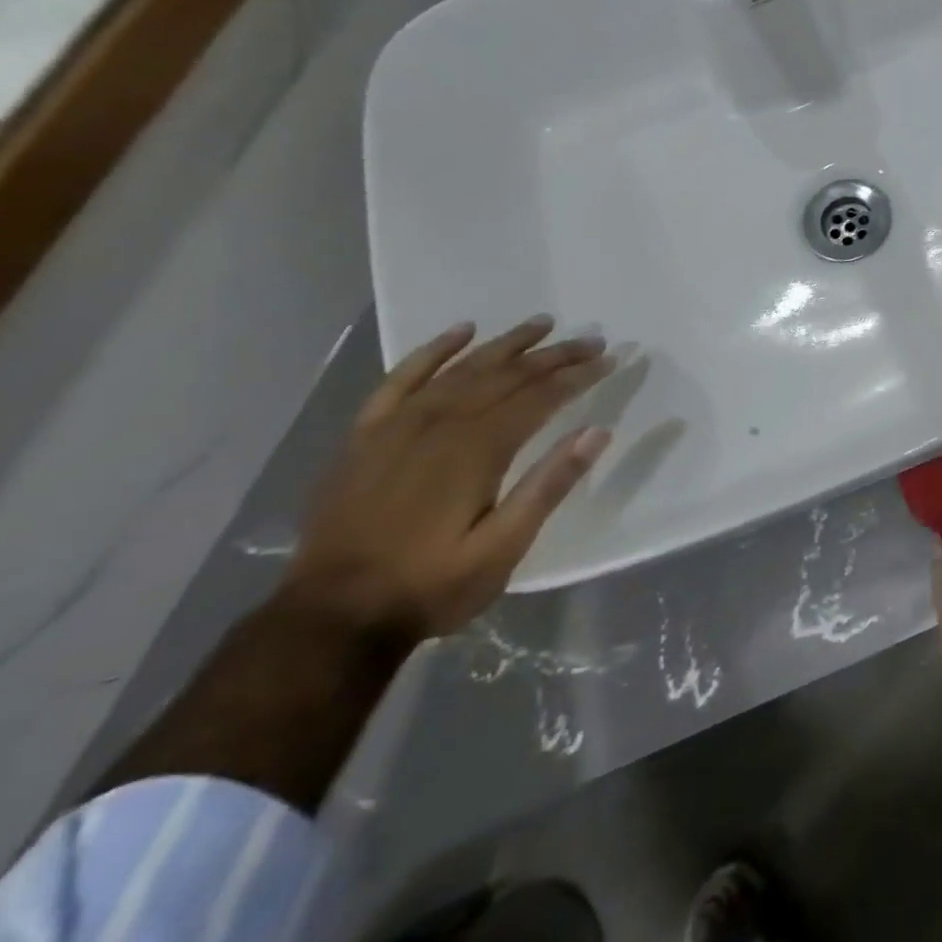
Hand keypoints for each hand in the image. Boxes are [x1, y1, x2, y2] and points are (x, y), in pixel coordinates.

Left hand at [281, 316, 616, 643]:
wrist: (330, 617)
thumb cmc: (430, 585)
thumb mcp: (503, 548)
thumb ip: (549, 485)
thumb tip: (597, 432)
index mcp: (477, 449)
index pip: (539, 396)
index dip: (578, 375)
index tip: (610, 358)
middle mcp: (440, 423)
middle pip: (507, 375)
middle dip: (554, 355)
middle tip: (591, 339)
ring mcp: (398, 424)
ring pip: (464, 368)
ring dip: (507, 343)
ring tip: (543, 323)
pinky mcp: (367, 434)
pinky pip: (402, 377)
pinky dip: (433, 350)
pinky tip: (460, 331)